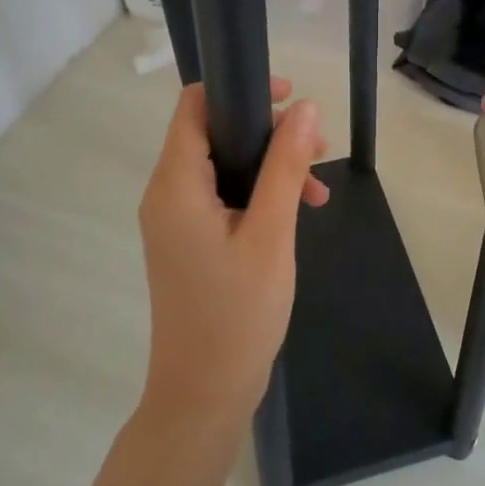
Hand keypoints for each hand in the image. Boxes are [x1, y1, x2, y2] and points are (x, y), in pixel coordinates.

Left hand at [136, 77, 327, 432]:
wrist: (203, 395)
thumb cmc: (237, 314)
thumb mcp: (271, 234)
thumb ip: (286, 166)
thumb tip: (304, 107)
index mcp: (175, 185)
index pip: (194, 106)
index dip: (239, 90)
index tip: (288, 97)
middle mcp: (166, 194)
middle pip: (213, 133)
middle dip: (267, 131)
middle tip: (317, 146)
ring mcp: (176, 219)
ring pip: (223, 166)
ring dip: (270, 165)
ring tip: (318, 185)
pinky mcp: (189, 240)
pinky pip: (223, 196)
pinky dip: (258, 194)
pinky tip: (299, 210)